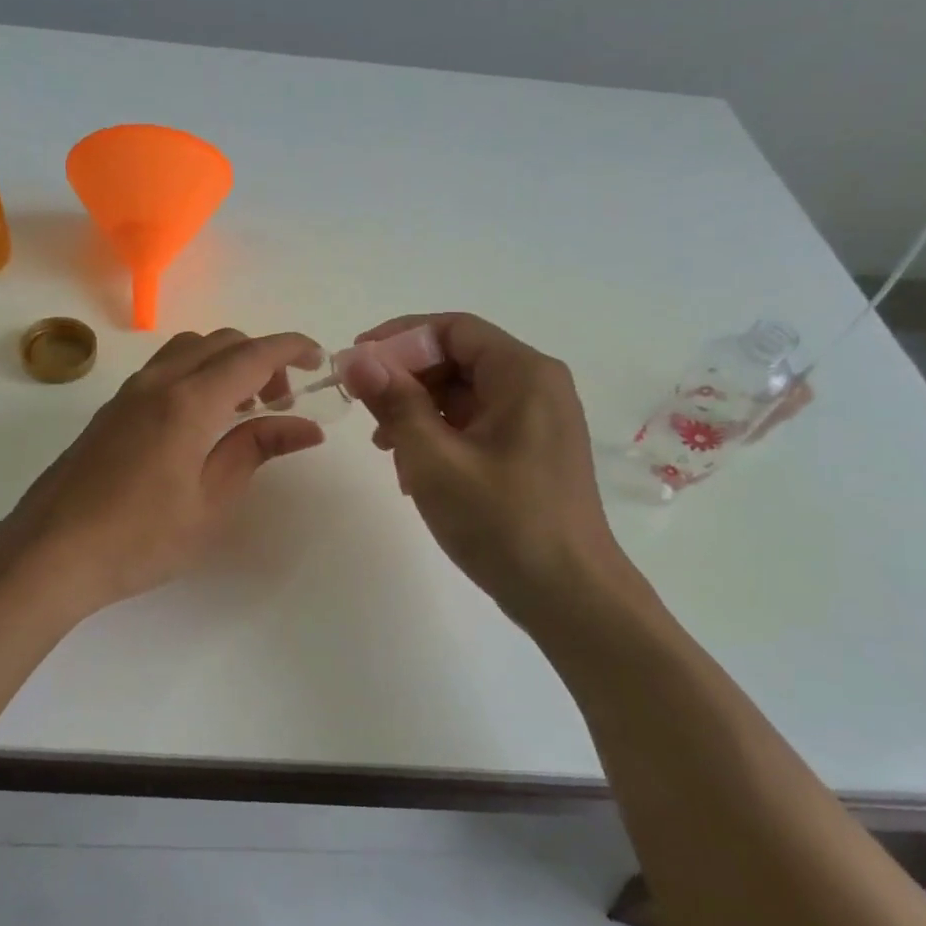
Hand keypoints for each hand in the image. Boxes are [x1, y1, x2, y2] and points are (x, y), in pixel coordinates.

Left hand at [0, 329, 327, 618]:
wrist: (51, 554)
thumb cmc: (140, 538)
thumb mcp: (211, 501)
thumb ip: (255, 450)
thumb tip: (305, 426)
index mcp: (189, 402)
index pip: (253, 355)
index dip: (292, 349)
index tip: (320, 360)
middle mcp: (158, 383)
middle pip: (221, 342)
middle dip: (261, 358)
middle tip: (282, 402)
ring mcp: (128, 393)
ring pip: (188, 349)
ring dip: (225, 362)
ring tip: (242, 410)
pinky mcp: (110, 410)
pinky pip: (164, 370)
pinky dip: (196, 374)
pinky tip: (201, 421)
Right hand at [341, 314, 636, 627]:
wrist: (569, 596)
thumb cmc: (502, 522)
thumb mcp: (435, 460)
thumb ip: (395, 403)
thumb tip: (357, 359)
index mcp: (523, 374)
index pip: (453, 329)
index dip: (398, 338)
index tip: (356, 362)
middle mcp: (537, 386)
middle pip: (459, 359)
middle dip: (406, 379)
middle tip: (365, 410)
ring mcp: (537, 421)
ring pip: (464, 394)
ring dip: (419, 411)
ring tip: (385, 448)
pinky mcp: (531, 452)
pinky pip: (477, 424)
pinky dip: (441, 436)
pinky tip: (415, 471)